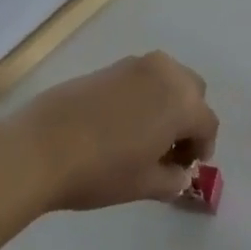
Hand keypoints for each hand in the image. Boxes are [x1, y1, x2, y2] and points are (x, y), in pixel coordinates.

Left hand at [13, 52, 218, 211]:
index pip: (208, 122)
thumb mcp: (143, 185)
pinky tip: (125, 122)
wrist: (43, 145)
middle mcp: (168, 73)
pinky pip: (145, 77)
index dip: (203, 146)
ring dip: (169, 102)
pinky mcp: (114, 64)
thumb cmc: (101, 170)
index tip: (187, 167)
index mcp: (183, 102)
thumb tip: (180, 174)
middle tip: (170, 150)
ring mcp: (139, 64)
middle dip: (189, 119)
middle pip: (193, 92)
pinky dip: (147, 94)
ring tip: (148, 134)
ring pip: (170, 79)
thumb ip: (172, 180)